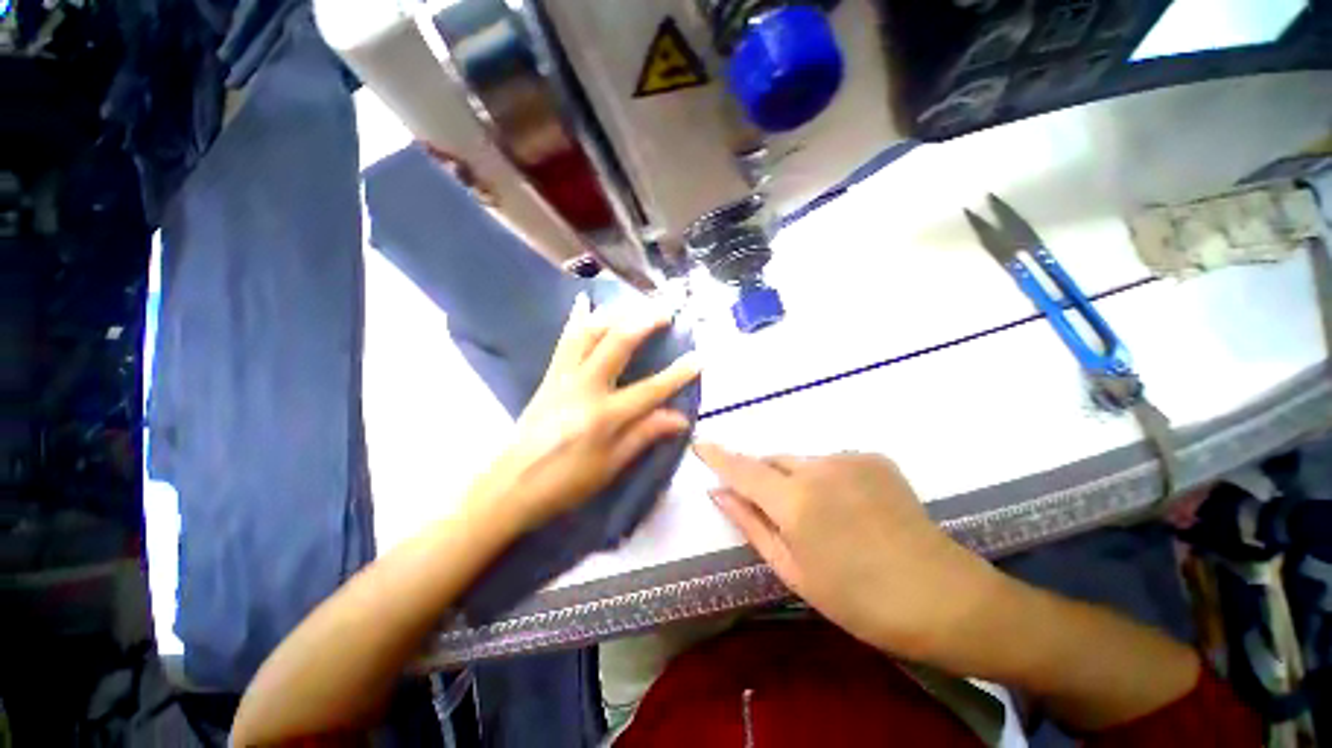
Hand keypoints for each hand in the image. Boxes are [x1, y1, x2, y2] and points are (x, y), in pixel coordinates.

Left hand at [476, 295, 700, 532]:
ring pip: (589, 333)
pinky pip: (565, 339)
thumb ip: (644, 435)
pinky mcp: (549, 375)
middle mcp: (584, 388)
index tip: (699, 358)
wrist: (510, 485)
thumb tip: (680, 418)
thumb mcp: (610, 466)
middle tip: (665, 313)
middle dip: (644, 323)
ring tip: (635, 304)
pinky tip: (583, 300)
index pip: (650, 390)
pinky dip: (576, 318)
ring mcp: (563, 377)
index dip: (678, 375)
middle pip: (617, 344)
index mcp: (604, 416)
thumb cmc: (565, 482)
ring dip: (615, 314)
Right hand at [693, 446, 1004, 662]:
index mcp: (795, 501)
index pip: (743, 468)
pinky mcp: (874, 458)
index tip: (700, 444)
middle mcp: (818, 467)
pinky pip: (832, 462)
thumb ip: (751, 524)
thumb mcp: (793, 570)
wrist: (941, 596)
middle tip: (774, 509)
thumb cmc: (858, 599)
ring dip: (797, 479)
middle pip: (773, 459)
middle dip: (763, 476)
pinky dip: (827, 478)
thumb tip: (720, 493)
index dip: (718, 455)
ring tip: (821, 516)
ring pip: (802, 461)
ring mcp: (849, 458)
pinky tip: (850, 508)